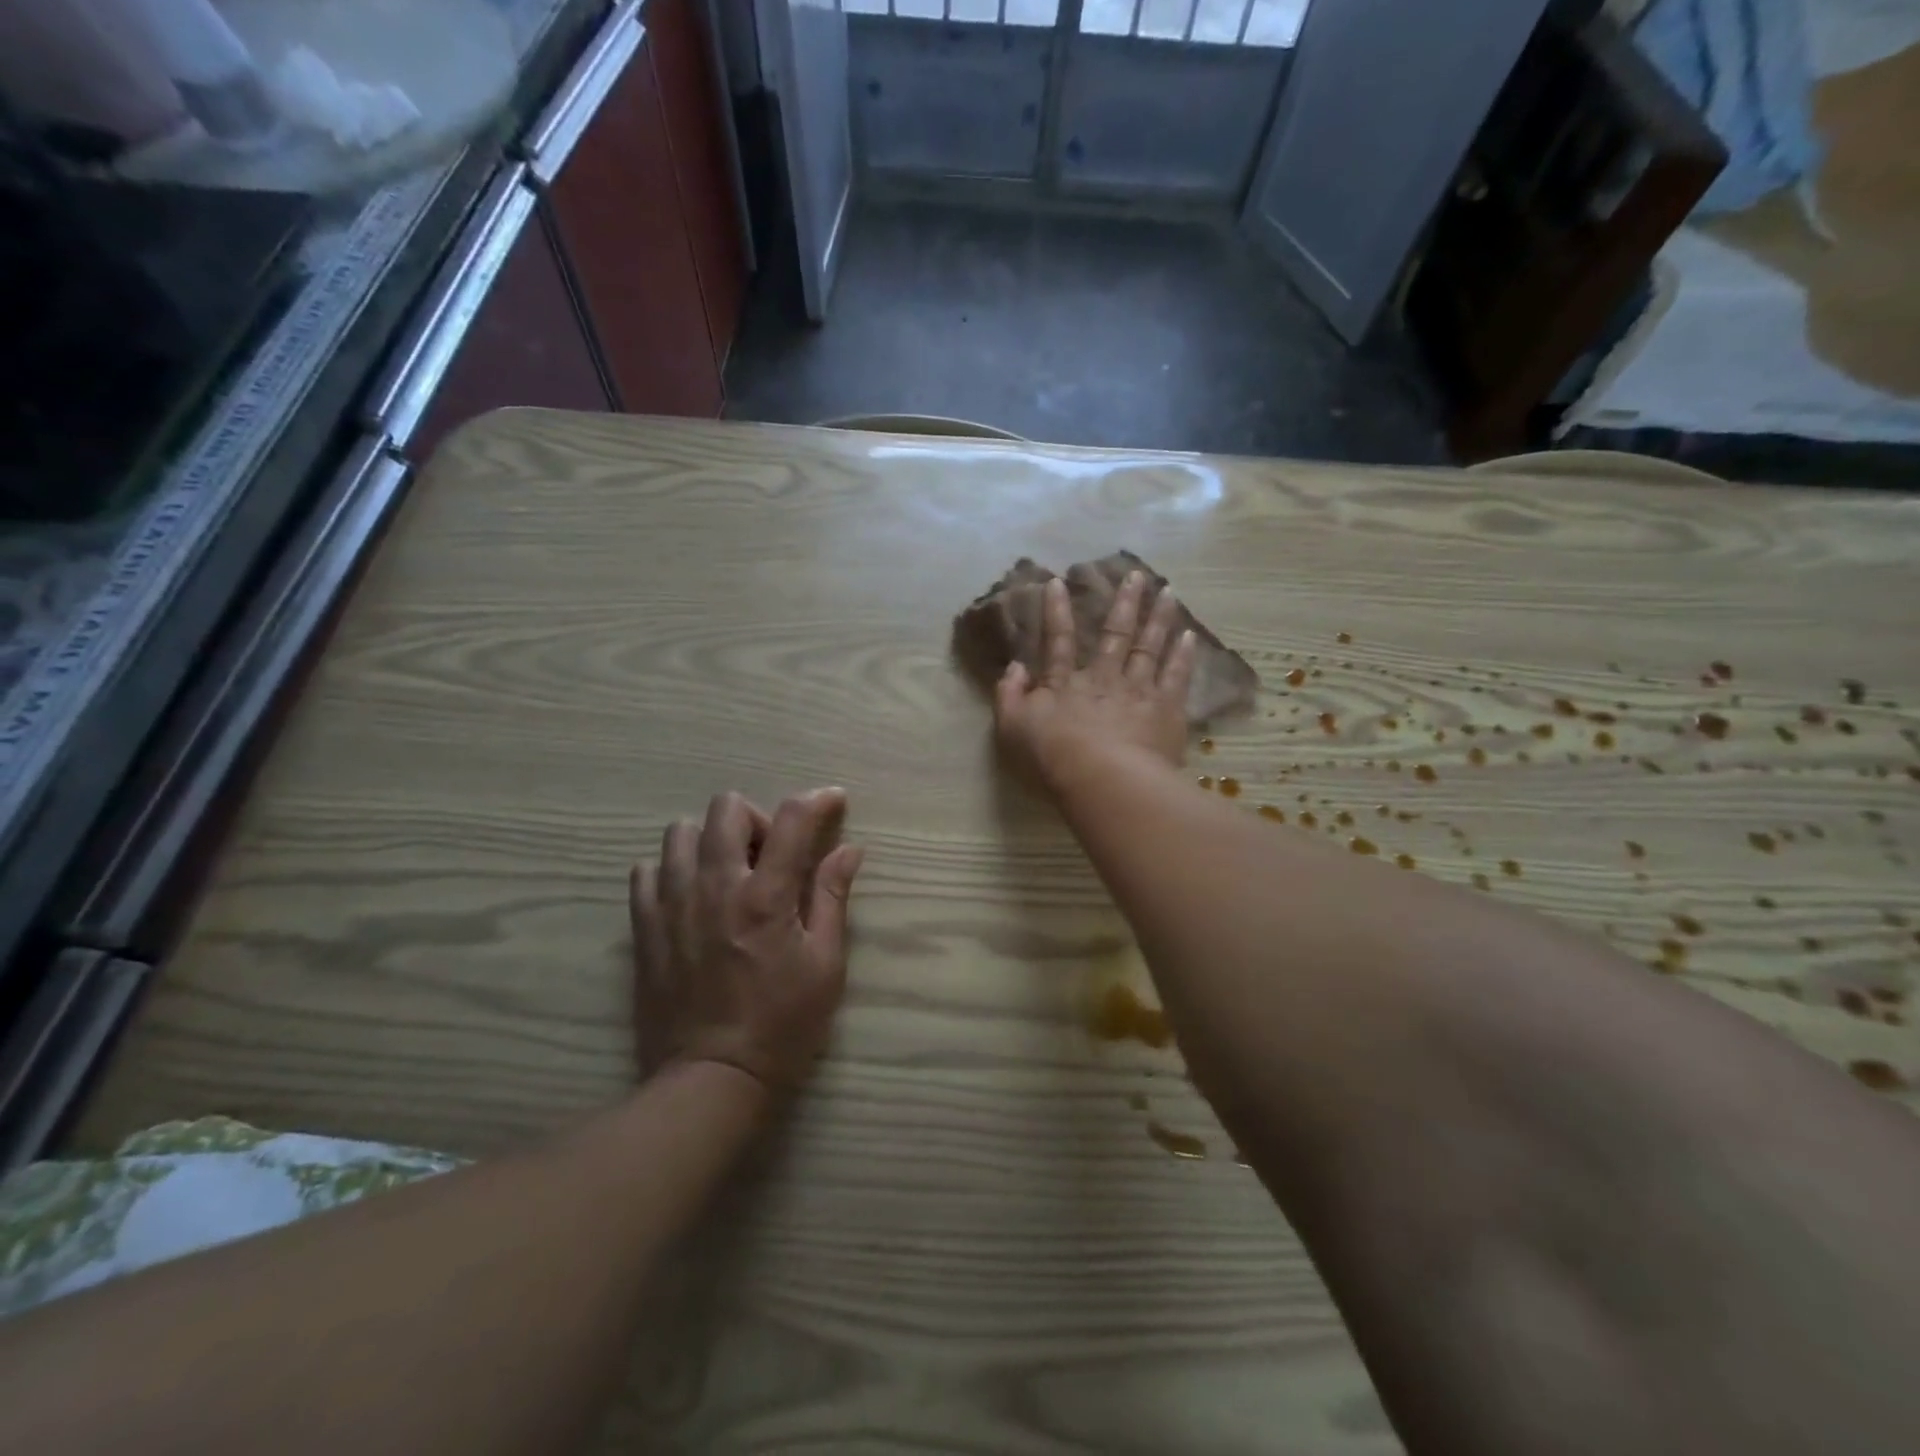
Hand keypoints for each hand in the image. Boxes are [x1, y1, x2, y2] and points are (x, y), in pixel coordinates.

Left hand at [630, 789, 864, 1094]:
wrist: (711, 1080)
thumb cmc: (782, 1026)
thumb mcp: (825, 965)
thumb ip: (832, 897)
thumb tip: (849, 849)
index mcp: (765, 897)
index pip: (791, 820)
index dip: (817, 800)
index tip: (833, 800)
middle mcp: (714, 887)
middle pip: (726, 809)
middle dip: (757, 818)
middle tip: (771, 855)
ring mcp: (672, 905)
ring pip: (680, 832)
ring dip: (711, 840)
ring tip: (729, 873)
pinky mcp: (644, 928)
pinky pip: (646, 871)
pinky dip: (672, 869)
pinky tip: (691, 895)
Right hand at [993, 570, 1195, 787]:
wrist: (1105, 779)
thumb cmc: (1053, 757)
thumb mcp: (1012, 728)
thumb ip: (1008, 695)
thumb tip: (1013, 667)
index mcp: (1064, 683)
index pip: (1058, 640)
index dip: (1056, 611)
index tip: (1058, 582)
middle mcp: (1103, 677)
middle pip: (1115, 634)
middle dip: (1124, 603)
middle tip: (1136, 576)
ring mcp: (1138, 689)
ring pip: (1150, 646)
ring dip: (1158, 618)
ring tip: (1168, 591)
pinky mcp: (1166, 709)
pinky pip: (1176, 675)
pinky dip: (1183, 655)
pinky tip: (1190, 636)